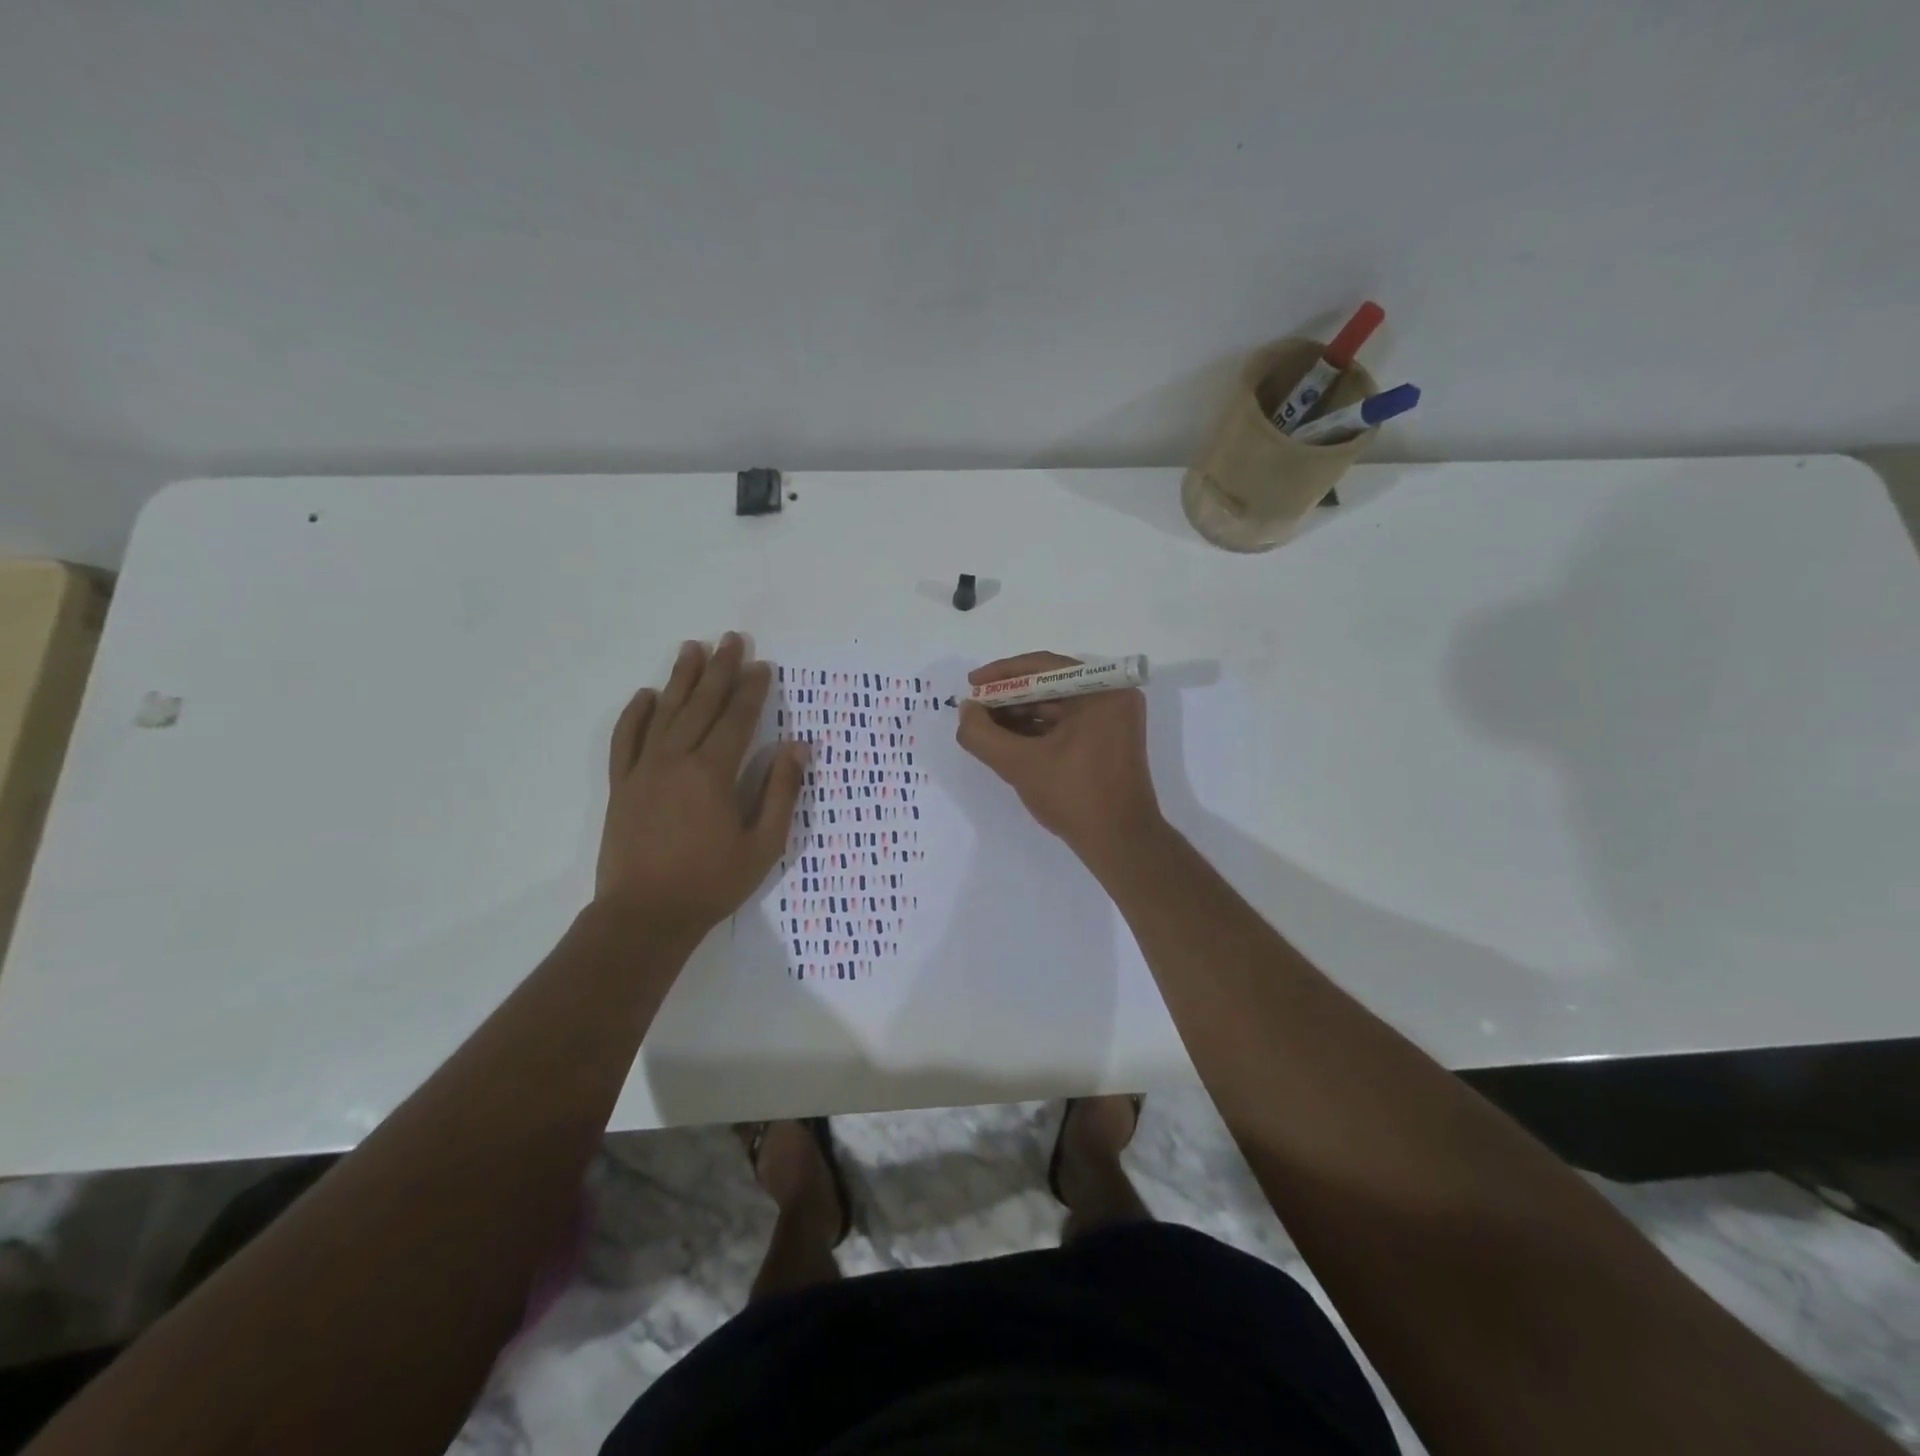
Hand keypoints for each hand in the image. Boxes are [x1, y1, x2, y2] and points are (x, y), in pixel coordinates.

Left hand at [597, 633, 807, 940]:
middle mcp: (676, 760)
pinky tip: (646, 695)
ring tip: (692, 648)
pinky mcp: (622, 786)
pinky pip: (626, 739)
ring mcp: (643, 770)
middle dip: (719, 670)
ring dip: (680, 679)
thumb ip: (781, 792)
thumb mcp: (763, 845)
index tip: (763, 666)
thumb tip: (797, 748)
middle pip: (701, 705)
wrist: (644, 916)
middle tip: (731, 639)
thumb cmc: (711, 883)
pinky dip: (635, 714)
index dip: (752, 691)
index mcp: (713, 773)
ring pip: (664, 713)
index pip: (736, 719)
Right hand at [955, 651, 1163, 861]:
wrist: (1120, 844)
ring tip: (984, 727)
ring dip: (1019, 715)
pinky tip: (1007, 741)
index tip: (971, 685)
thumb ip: (983, 734)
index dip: (1002, 675)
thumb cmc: (1075, 797)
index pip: (1043, 667)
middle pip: (1049, 685)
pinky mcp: (1108, 741)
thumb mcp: (1020, 764)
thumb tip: (965, 711)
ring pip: (1056, 706)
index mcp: (1103, 691)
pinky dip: (1037, 731)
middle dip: (1008, 698)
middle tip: (974, 710)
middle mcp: (1113, 697)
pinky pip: (1066, 724)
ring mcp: (1113, 720)